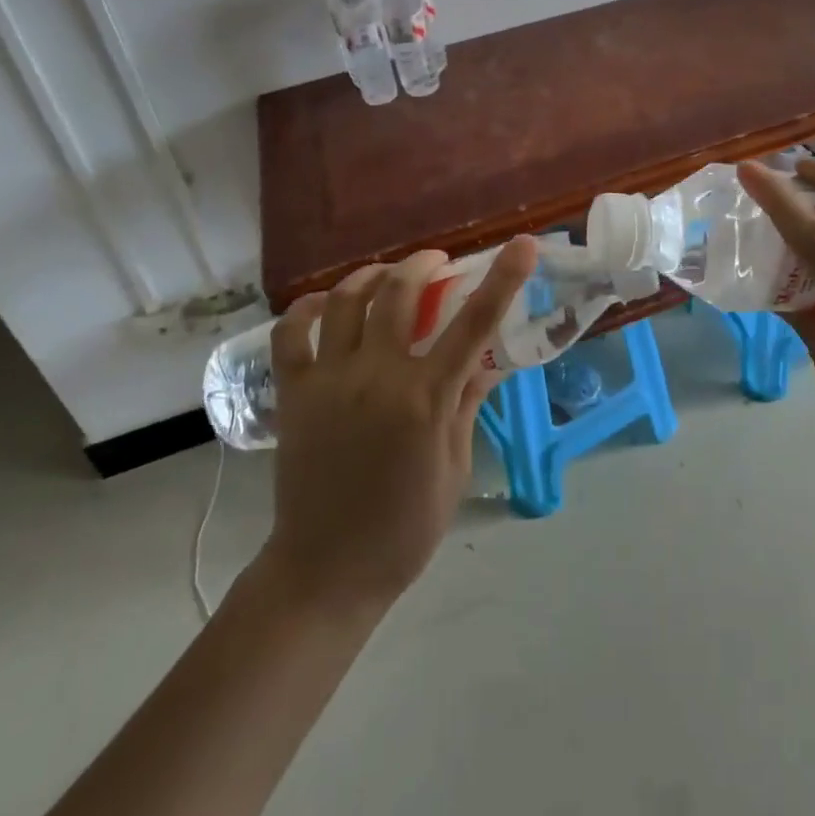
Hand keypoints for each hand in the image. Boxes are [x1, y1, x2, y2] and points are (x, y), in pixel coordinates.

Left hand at [254, 238, 537, 614]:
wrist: (326, 571)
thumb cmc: (405, 527)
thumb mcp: (455, 466)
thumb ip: (468, 403)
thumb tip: (490, 359)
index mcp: (426, 399)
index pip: (474, 323)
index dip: (503, 278)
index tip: (523, 244)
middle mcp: (377, 377)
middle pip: (400, 294)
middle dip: (424, 264)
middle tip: (438, 263)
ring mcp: (329, 381)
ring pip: (347, 301)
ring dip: (372, 275)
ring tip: (388, 274)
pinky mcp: (294, 394)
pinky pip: (291, 334)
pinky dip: (307, 308)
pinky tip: (326, 302)